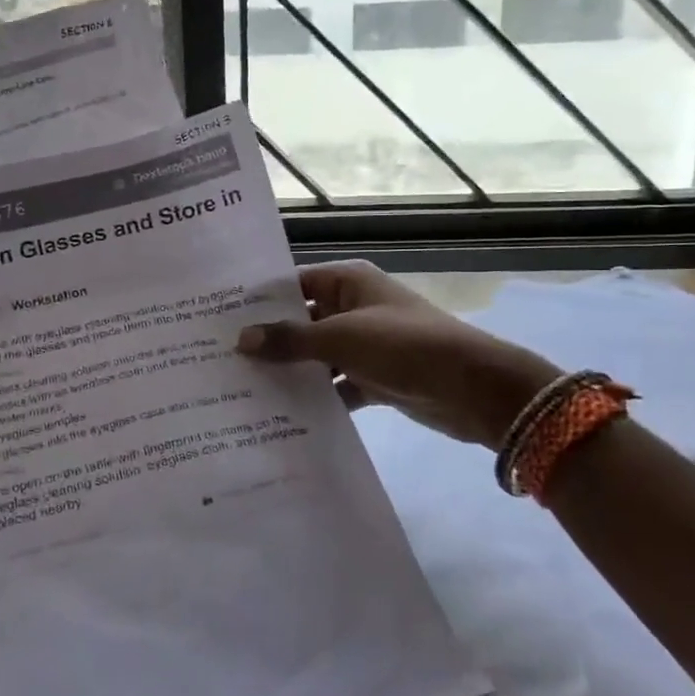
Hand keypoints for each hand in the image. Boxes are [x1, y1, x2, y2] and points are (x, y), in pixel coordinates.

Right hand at [236, 261, 559, 447]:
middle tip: (221, 357)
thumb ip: (290, 339)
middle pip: (302, 321)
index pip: (294, 285)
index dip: (260, 301)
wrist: (475, 390)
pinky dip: (317, 396)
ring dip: (292, 371)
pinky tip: (283, 413)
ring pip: (317, 356)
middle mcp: (354, 308)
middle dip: (270, 340)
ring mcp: (365, 345)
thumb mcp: (342, 338)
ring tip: (242, 387)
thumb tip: (241, 339)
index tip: (219, 319)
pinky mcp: (376, 378)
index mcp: (348, 283)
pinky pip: (337, 384)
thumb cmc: (404, 346)